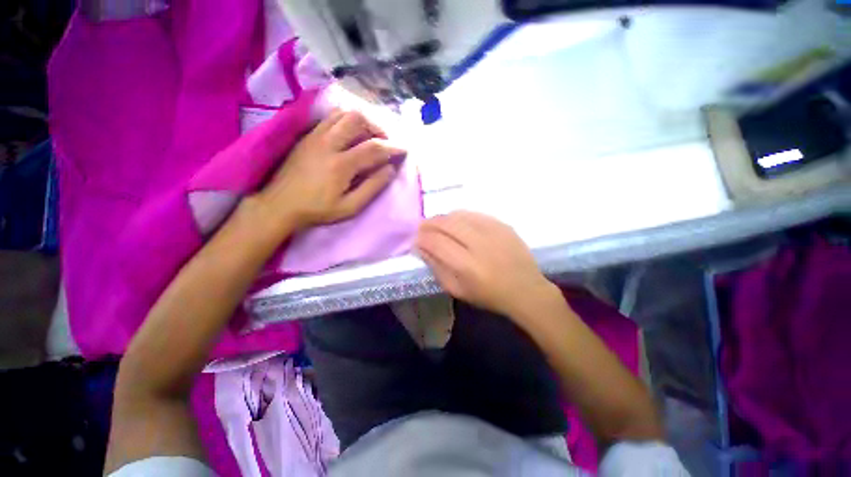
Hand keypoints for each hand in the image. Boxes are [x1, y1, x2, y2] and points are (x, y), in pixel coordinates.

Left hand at [253, 110, 405, 229]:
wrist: (280, 205)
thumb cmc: (318, 210)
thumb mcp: (350, 207)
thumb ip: (372, 187)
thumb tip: (390, 170)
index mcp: (341, 164)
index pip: (374, 148)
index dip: (393, 147)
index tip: (405, 149)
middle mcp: (328, 143)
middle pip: (357, 119)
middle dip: (377, 127)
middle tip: (385, 141)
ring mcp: (315, 136)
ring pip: (343, 113)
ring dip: (362, 121)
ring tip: (369, 136)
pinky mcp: (307, 135)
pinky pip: (330, 117)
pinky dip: (346, 120)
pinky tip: (350, 134)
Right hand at [415, 211, 559, 321]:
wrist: (525, 289)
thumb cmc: (488, 295)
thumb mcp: (457, 290)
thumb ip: (437, 268)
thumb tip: (421, 248)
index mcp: (467, 266)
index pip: (436, 243)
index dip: (422, 238)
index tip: (416, 239)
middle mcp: (479, 244)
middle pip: (446, 224)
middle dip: (429, 223)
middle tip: (422, 227)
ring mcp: (493, 232)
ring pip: (459, 215)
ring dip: (443, 218)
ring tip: (437, 224)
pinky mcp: (502, 225)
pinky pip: (475, 214)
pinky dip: (460, 216)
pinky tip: (457, 222)